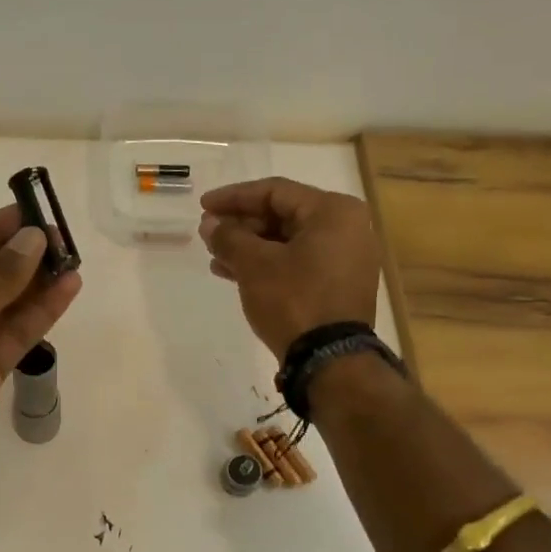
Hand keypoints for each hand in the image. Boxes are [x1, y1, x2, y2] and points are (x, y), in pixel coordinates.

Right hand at [199, 177, 380, 358]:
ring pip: (287, 242)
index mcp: (333, 212)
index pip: (274, 192)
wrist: (330, 360)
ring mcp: (345, 258)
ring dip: (249, 246)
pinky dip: (267, 264)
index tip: (203, 206)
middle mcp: (347, 228)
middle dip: (241, 224)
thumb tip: (210, 224)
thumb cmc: (294, 300)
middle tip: (208, 233)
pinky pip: (298, 262)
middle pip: (282, 215)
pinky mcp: (338, 285)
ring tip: (214, 255)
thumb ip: (229, 237)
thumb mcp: (254, 265)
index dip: (234, 197)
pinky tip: (234, 273)